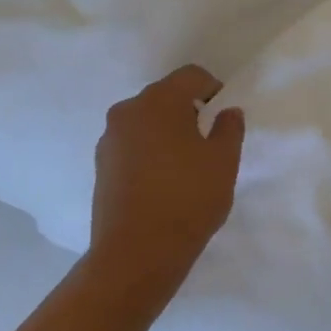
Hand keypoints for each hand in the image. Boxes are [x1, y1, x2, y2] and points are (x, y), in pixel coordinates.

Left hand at [89, 65, 245, 288]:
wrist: (136, 254)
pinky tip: (163, 182)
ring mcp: (109, 139)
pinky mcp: (101, 166)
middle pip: (165, 96)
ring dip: (167, 132)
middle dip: (188, 111)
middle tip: (208, 142)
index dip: (213, 89)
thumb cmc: (187, 199)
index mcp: (159, 101)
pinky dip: (149, 152)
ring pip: (146, 122)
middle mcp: (128, 111)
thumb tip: (227, 112)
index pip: (191, 76)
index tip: (223, 117)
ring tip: (185, 166)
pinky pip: (132, 145)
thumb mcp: (223, 162)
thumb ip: (229, 129)